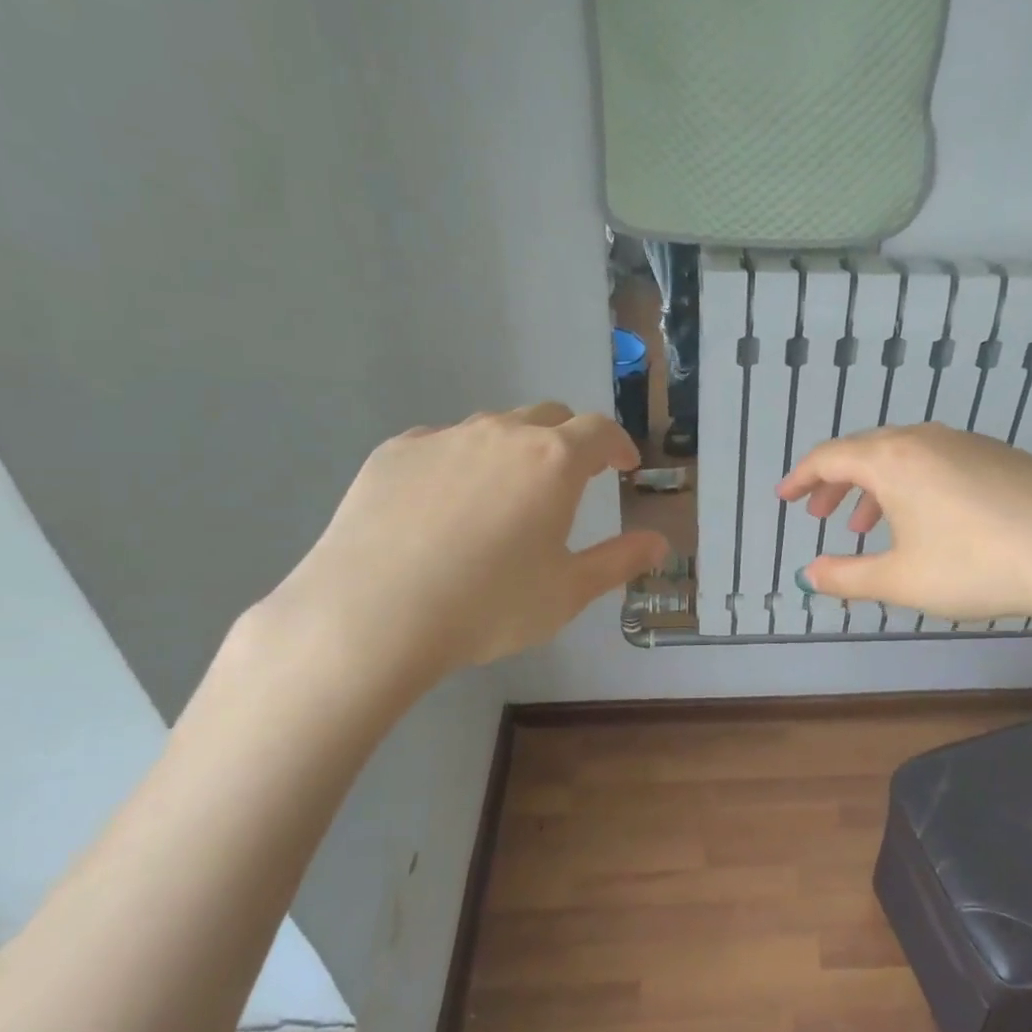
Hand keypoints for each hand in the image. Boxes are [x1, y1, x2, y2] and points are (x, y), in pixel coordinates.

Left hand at [257, 403, 666, 707]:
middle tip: (570, 479)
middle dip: (569, 441)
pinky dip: (460, 463)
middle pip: (548, 417)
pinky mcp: (395, 452)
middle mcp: (502, 434)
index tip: (623, 465)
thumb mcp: (568, 592)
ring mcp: (443, 437)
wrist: (372, 615)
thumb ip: (620, 561)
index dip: (618, 445)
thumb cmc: (488, 606)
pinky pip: (442, 445)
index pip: (600, 431)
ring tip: (505, 497)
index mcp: (554, 462)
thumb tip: (659, 543)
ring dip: (514, 450)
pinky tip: (444, 508)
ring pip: (493, 428)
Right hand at [777, 423, 1031, 627]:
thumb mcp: (900, 580)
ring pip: (905, 456)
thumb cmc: (975, 566)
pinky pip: (939, 461)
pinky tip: (929, 520)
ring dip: (877, 487)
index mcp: (892, 459)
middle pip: (865, 451)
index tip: (785, 498)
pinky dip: (915, 485)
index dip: (801, 478)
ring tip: (870, 526)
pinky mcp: (1001, 456)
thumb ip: (847, 576)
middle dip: (837, 482)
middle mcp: (926, 438)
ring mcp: (968, 443)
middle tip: (822, 514)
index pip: (829, 457)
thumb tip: (808, 575)